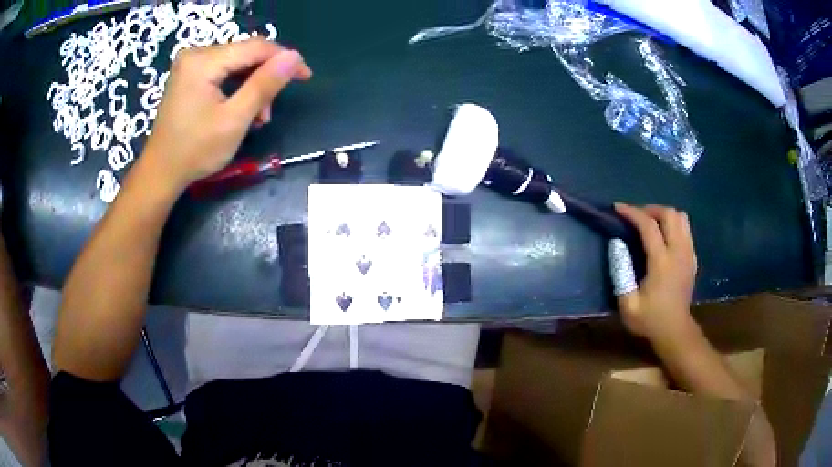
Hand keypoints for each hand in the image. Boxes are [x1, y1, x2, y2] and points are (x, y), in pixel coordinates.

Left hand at [142, 39, 312, 191]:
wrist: (160, 173)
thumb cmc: (195, 151)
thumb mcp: (234, 119)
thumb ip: (265, 85)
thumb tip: (295, 57)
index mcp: (203, 61)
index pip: (255, 47)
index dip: (284, 59)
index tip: (305, 76)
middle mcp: (196, 54)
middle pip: (245, 54)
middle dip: (265, 78)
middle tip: (270, 111)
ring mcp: (190, 64)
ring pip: (236, 64)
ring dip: (252, 86)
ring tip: (257, 117)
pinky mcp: (189, 75)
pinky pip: (223, 72)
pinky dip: (237, 88)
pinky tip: (241, 109)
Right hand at [612, 204, 697, 342]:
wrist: (675, 331)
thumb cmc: (649, 319)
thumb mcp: (627, 304)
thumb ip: (621, 272)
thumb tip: (616, 244)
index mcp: (661, 262)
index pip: (648, 226)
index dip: (632, 212)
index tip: (618, 208)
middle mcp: (678, 252)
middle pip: (670, 214)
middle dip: (651, 210)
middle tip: (637, 218)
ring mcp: (688, 254)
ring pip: (681, 218)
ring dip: (665, 216)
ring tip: (652, 224)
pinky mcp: (693, 258)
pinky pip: (686, 230)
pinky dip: (674, 226)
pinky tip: (664, 238)